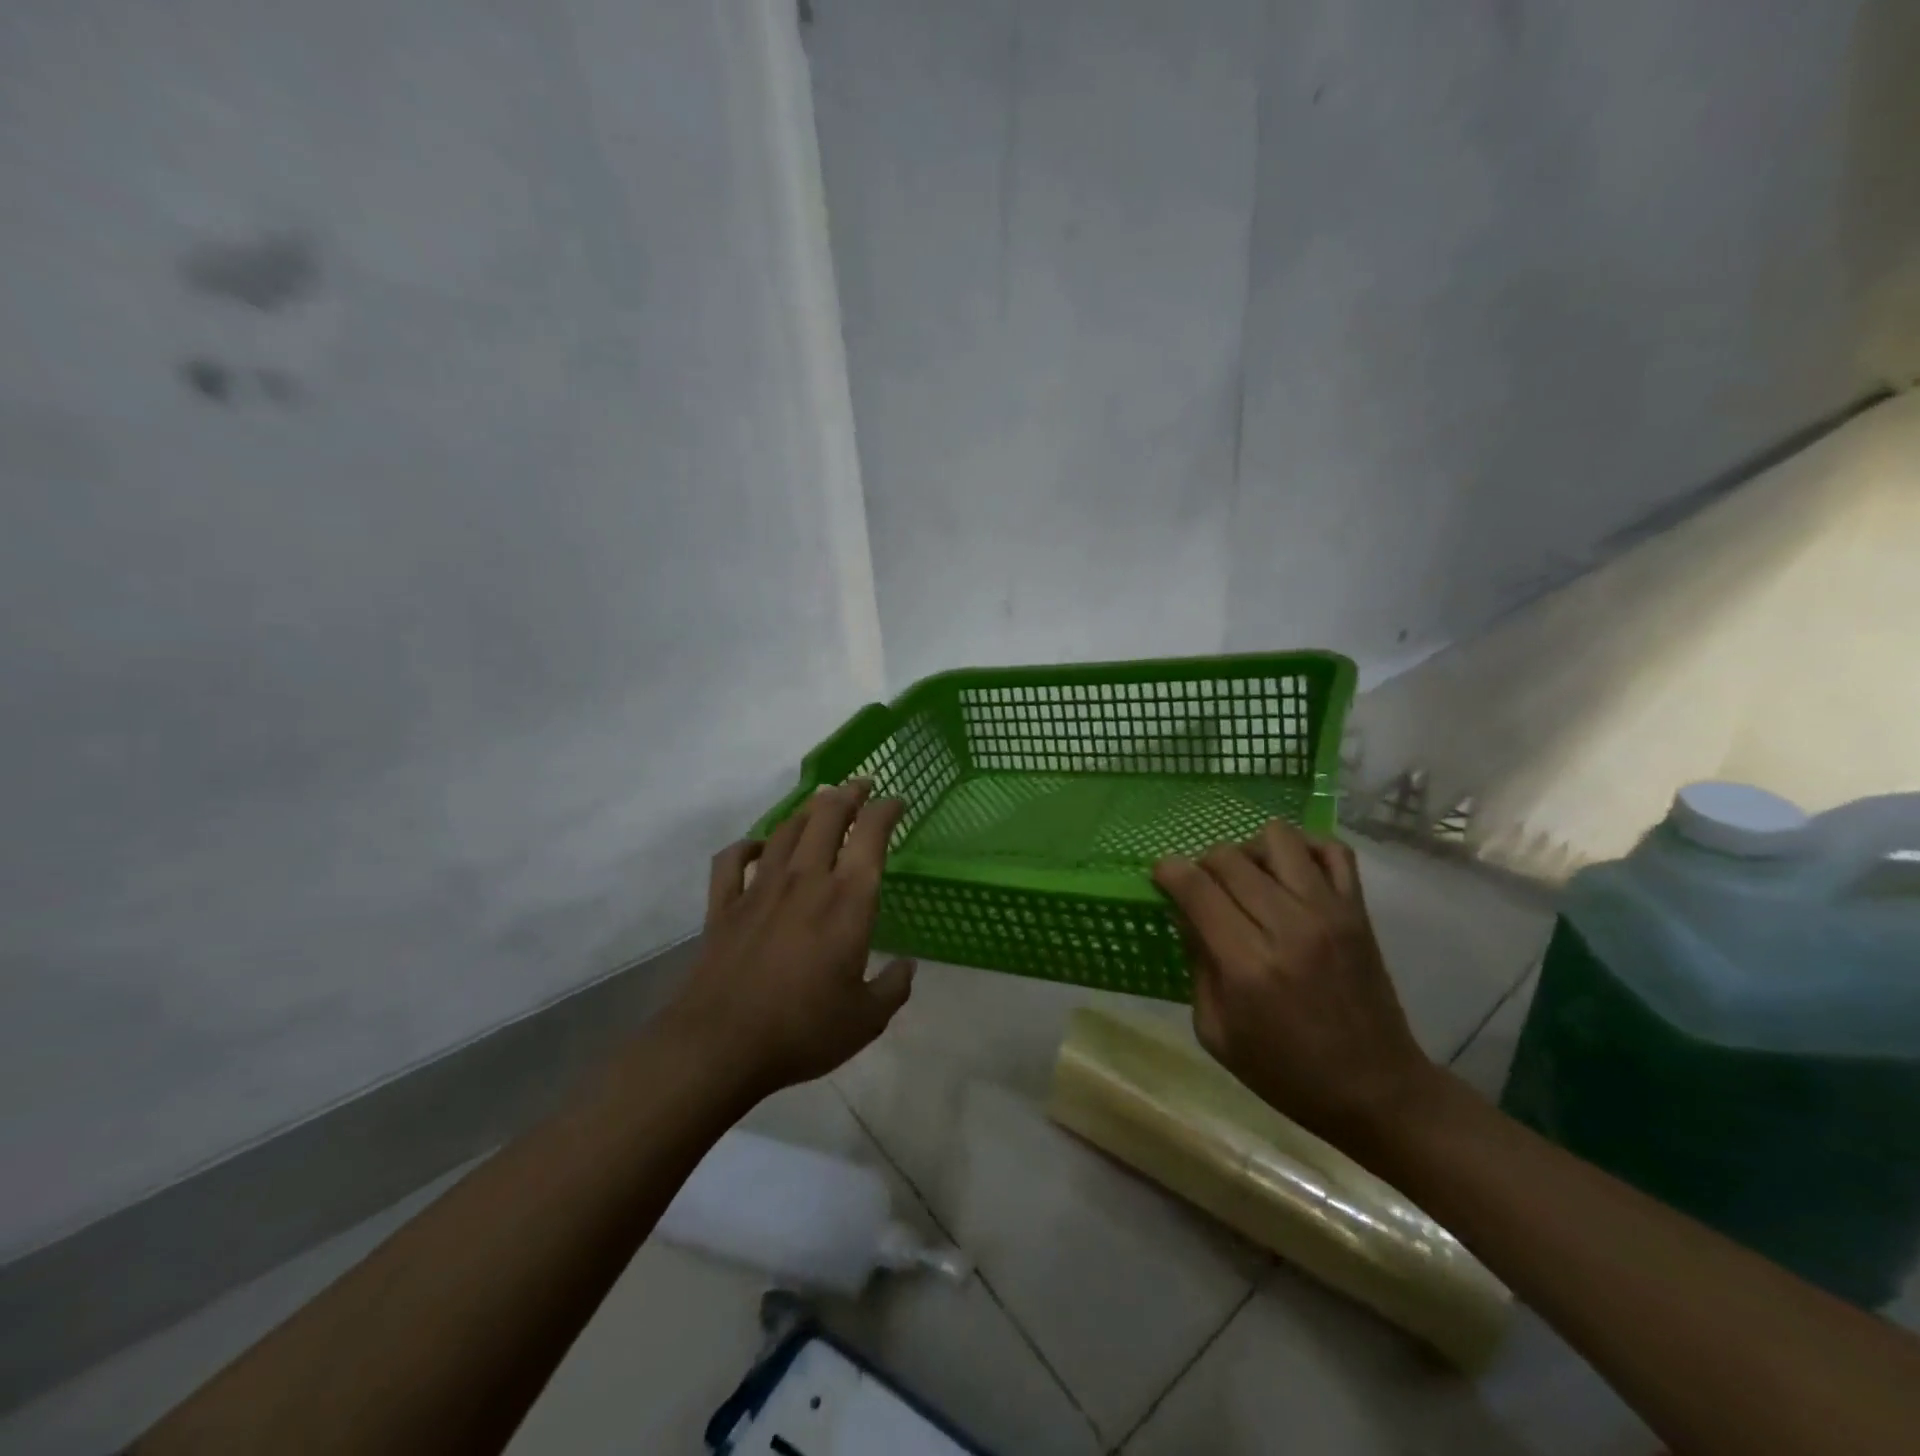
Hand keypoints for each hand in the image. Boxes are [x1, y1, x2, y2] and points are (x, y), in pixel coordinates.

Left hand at [669, 781, 914, 1100]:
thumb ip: (893, 988)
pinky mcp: (724, 905)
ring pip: (785, 830)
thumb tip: (907, 966)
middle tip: (861, 786)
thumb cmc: (803, 1029)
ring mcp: (760, 888)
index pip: (871, 835)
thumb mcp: (866, 1019)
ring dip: (807, 810)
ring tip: (820, 803)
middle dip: (848, 793)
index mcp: (847, 900)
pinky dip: (746, 846)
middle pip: (827, 816)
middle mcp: (805, 880)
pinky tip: (756, 846)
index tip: (897, 802)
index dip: (886, 810)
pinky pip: (731, 860)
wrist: (720, 1045)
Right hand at [1152, 820, 1435, 1151]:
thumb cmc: (1285, 1072)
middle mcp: (1287, 927)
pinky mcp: (1357, 911)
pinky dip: (1305, 848)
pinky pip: (1333, 850)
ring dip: (1251, 850)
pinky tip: (1291, 872)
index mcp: (1246, 964)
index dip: (1169, 871)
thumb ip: (1196, 964)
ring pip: (1278, 838)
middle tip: (1203, 889)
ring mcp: (1329, 913)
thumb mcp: (1216, 1032)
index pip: (1196, 888)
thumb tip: (1185, 912)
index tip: (1161, 875)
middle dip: (1203, 864)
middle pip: (1229, 857)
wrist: (1376, 1090)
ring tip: (1250, 878)